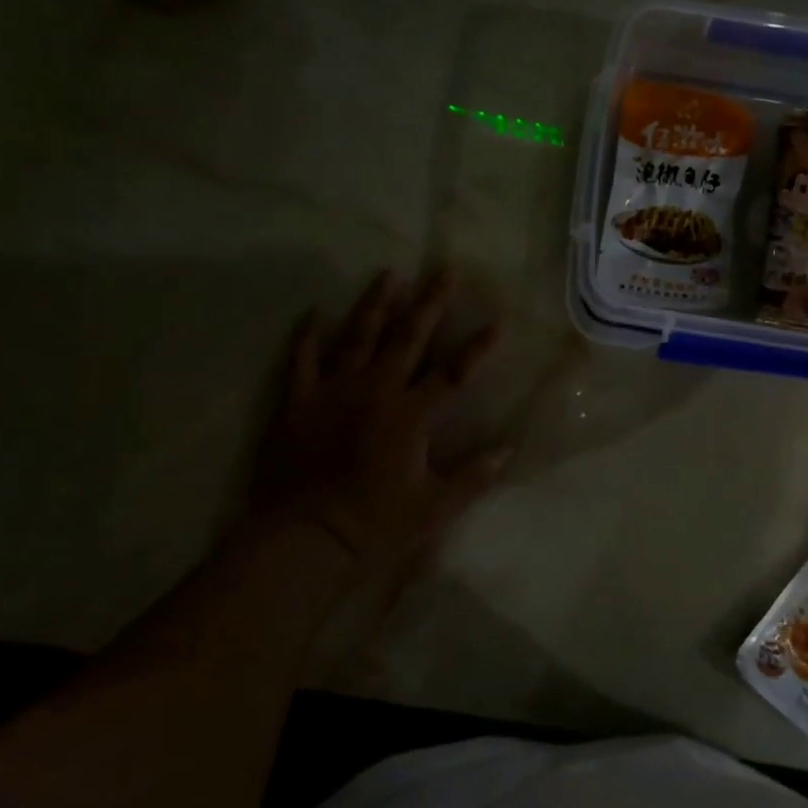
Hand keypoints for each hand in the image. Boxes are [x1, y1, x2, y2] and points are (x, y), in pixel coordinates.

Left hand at [247, 270, 508, 576]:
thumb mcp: (434, 507)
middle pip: (407, 338)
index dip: (477, 347)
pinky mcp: (298, 401)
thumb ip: (473, 477)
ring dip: (375, 304)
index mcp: (411, 415)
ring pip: (357, 336)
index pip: (453, 373)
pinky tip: (314, 313)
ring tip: (390, 274)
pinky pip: (301, 360)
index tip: (498, 321)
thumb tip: (509, 449)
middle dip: (429, 303)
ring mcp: (334, 391)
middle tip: (444, 271)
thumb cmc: (374, 522)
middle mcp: (376, 391)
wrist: (305, 536)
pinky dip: (307, 336)